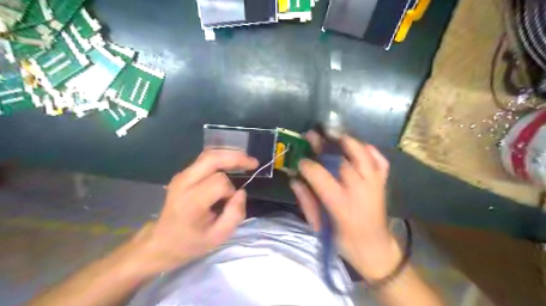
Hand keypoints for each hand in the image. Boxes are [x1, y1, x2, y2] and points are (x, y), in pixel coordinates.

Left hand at [126, 150, 258, 274]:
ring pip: (209, 155)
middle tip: (253, 163)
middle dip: (235, 157)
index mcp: (191, 201)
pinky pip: (205, 160)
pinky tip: (232, 164)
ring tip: (245, 162)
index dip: (231, 191)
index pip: (219, 182)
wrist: (161, 242)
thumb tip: (241, 192)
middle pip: (212, 158)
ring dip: (229, 155)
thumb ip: (235, 214)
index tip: (230, 203)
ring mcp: (181, 176)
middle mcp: (184, 183)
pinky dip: (221, 159)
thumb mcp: (218, 237)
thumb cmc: (190, 242)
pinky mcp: (182, 174)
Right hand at [290, 133, 399, 280]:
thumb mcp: (319, 225)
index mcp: (340, 204)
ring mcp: (374, 185)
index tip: (300, 160)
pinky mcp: (383, 185)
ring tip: (335, 134)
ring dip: (348, 142)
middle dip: (326, 145)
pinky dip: (372, 151)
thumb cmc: (343, 241)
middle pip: (342, 160)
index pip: (320, 176)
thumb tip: (295, 180)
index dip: (307, 165)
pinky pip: (380, 162)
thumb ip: (306, 201)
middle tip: (314, 136)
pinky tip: (362, 146)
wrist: (374, 248)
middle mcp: (359, 191)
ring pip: (363, 155)